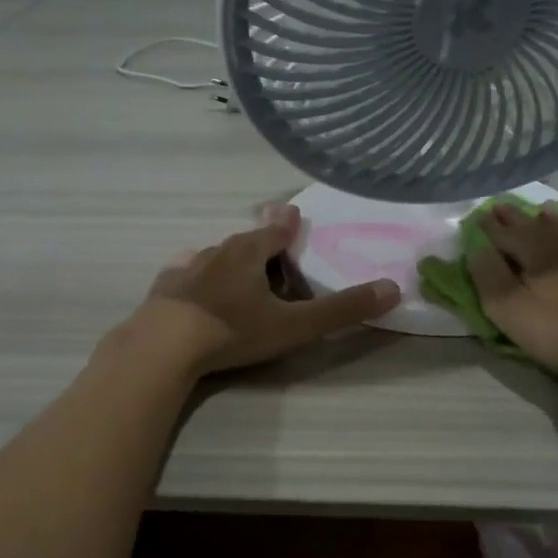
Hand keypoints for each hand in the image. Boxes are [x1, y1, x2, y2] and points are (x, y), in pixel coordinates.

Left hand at [117, 205, 399, 377]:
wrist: (164, 346)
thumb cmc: (234, 330)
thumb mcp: (295, 325)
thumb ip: (341, 310)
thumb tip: (393, 288)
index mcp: (250, 254)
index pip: (275, 232)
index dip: (287, 224)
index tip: (292, 211)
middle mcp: (218, 252)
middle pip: (245, 242)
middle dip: (260, 243)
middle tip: (270, 248)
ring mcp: (187, 269)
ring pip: (214, 256)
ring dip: (229, 259)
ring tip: (236, 266)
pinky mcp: (164, 289)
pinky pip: (184, 272)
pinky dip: (195, 273)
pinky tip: (191, 276)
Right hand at [466, 204, 557, 387]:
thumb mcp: (511, 310)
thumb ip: (488, 277)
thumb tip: (476, 248)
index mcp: (532, 249)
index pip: (503, 233)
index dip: (487, 227)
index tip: (476, 218)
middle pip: (532, 225)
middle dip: (514, 218)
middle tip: (500, 207)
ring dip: (546, 220)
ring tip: (538, 213)